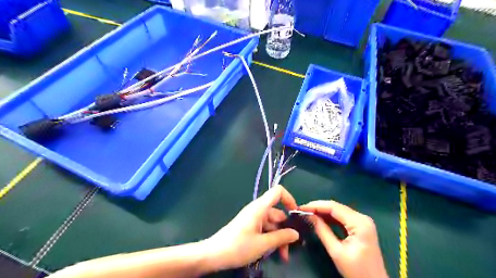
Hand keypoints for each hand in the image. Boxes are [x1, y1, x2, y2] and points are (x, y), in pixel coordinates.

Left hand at [208, 185, 299, 269]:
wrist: (214, 254)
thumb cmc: (238, 246)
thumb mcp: (263, 244)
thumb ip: (281, 237)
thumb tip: (296, 233)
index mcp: (260, 208)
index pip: (277, 192)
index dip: (289, 198)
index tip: (296, 214)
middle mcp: (257, 210)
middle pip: (278, 213)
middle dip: (286, 229)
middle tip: (291, 247)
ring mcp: (253, 218)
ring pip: (272, 224)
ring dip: (279, 238)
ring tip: (283, 256)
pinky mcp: (250, 227)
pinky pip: (265, 229)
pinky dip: (271, 239)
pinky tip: (273, 253)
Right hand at [298, 199, 387, 277]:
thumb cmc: (357, 271)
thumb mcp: (336, 251)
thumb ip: (322, 231)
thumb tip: (309, 216)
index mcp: (360, 223)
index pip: (334, 207)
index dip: (316, 205)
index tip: (301, 207)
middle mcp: (362, 218)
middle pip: (336, 207)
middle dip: (318, 207)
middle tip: (302, 210)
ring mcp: (362, 221)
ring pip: (338, 211)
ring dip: (323, 212)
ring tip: (307, 213)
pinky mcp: (360, 226)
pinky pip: (342, 217)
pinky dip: (330, 217)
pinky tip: (319, 219)